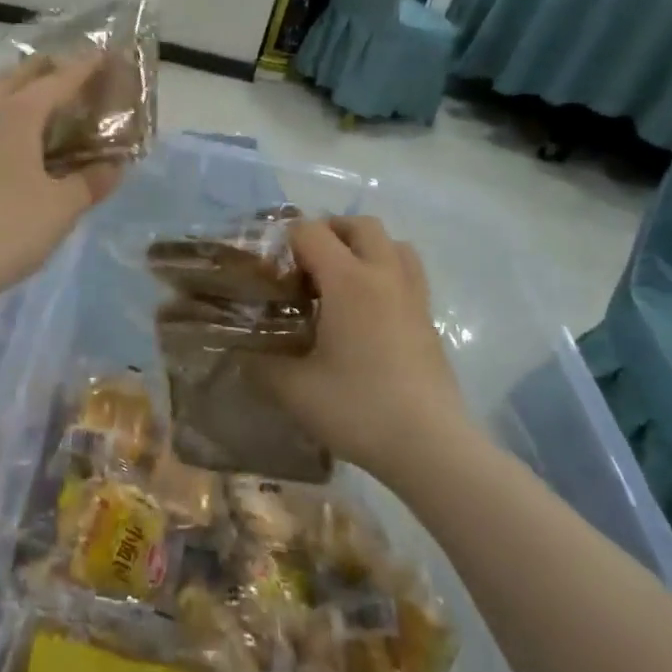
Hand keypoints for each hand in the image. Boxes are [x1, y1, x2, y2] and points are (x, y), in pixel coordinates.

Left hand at [0, 52, 125, 308]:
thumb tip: (115, 166)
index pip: (59, 80)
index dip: (85, 68)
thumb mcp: (61, 208)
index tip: (106, 55)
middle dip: (49, 70)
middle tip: (75, 77)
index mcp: (16, 114)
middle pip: (18, 76)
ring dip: (20, 93)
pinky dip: (3, 120)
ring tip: (46, 109)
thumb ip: (91, 182)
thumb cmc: (7, 230)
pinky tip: (12, 147)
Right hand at [256, 217, 470, 482]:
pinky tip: (366, 314)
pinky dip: (385, 275)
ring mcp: (414, 297)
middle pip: (361, 225)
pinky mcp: (429, 321)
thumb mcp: (294, 390)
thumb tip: (241, 356)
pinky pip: (408, 275)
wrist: (430, 446)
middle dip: (330, 232)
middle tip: (305, 264)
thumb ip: (261, 366)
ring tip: (340, 281)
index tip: (271, 271)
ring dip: (365, 248)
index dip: (286, 241)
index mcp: (348, 281)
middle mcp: (385, 276)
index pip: (312, 232)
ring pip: (394, 245)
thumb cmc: (358, 408)